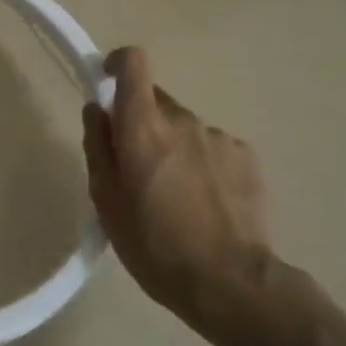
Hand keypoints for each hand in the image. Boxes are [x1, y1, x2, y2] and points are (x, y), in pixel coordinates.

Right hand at [82, 47, 309, 345]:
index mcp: (143, 127)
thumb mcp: (105, 199)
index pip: (134, 63)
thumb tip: (98, 110)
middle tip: (135, 168)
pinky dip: (201, 163)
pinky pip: (211, 147)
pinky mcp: (246, 158)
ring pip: (183, 127)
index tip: (108, 83)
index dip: (118, 65)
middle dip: (141, 123)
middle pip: (155, 101)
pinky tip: (203, 202)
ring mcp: (219, 138)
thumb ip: (98, 145)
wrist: (229, 282)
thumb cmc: (153, 243)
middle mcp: (183, 120)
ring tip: (173, 195)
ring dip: (172, 146)